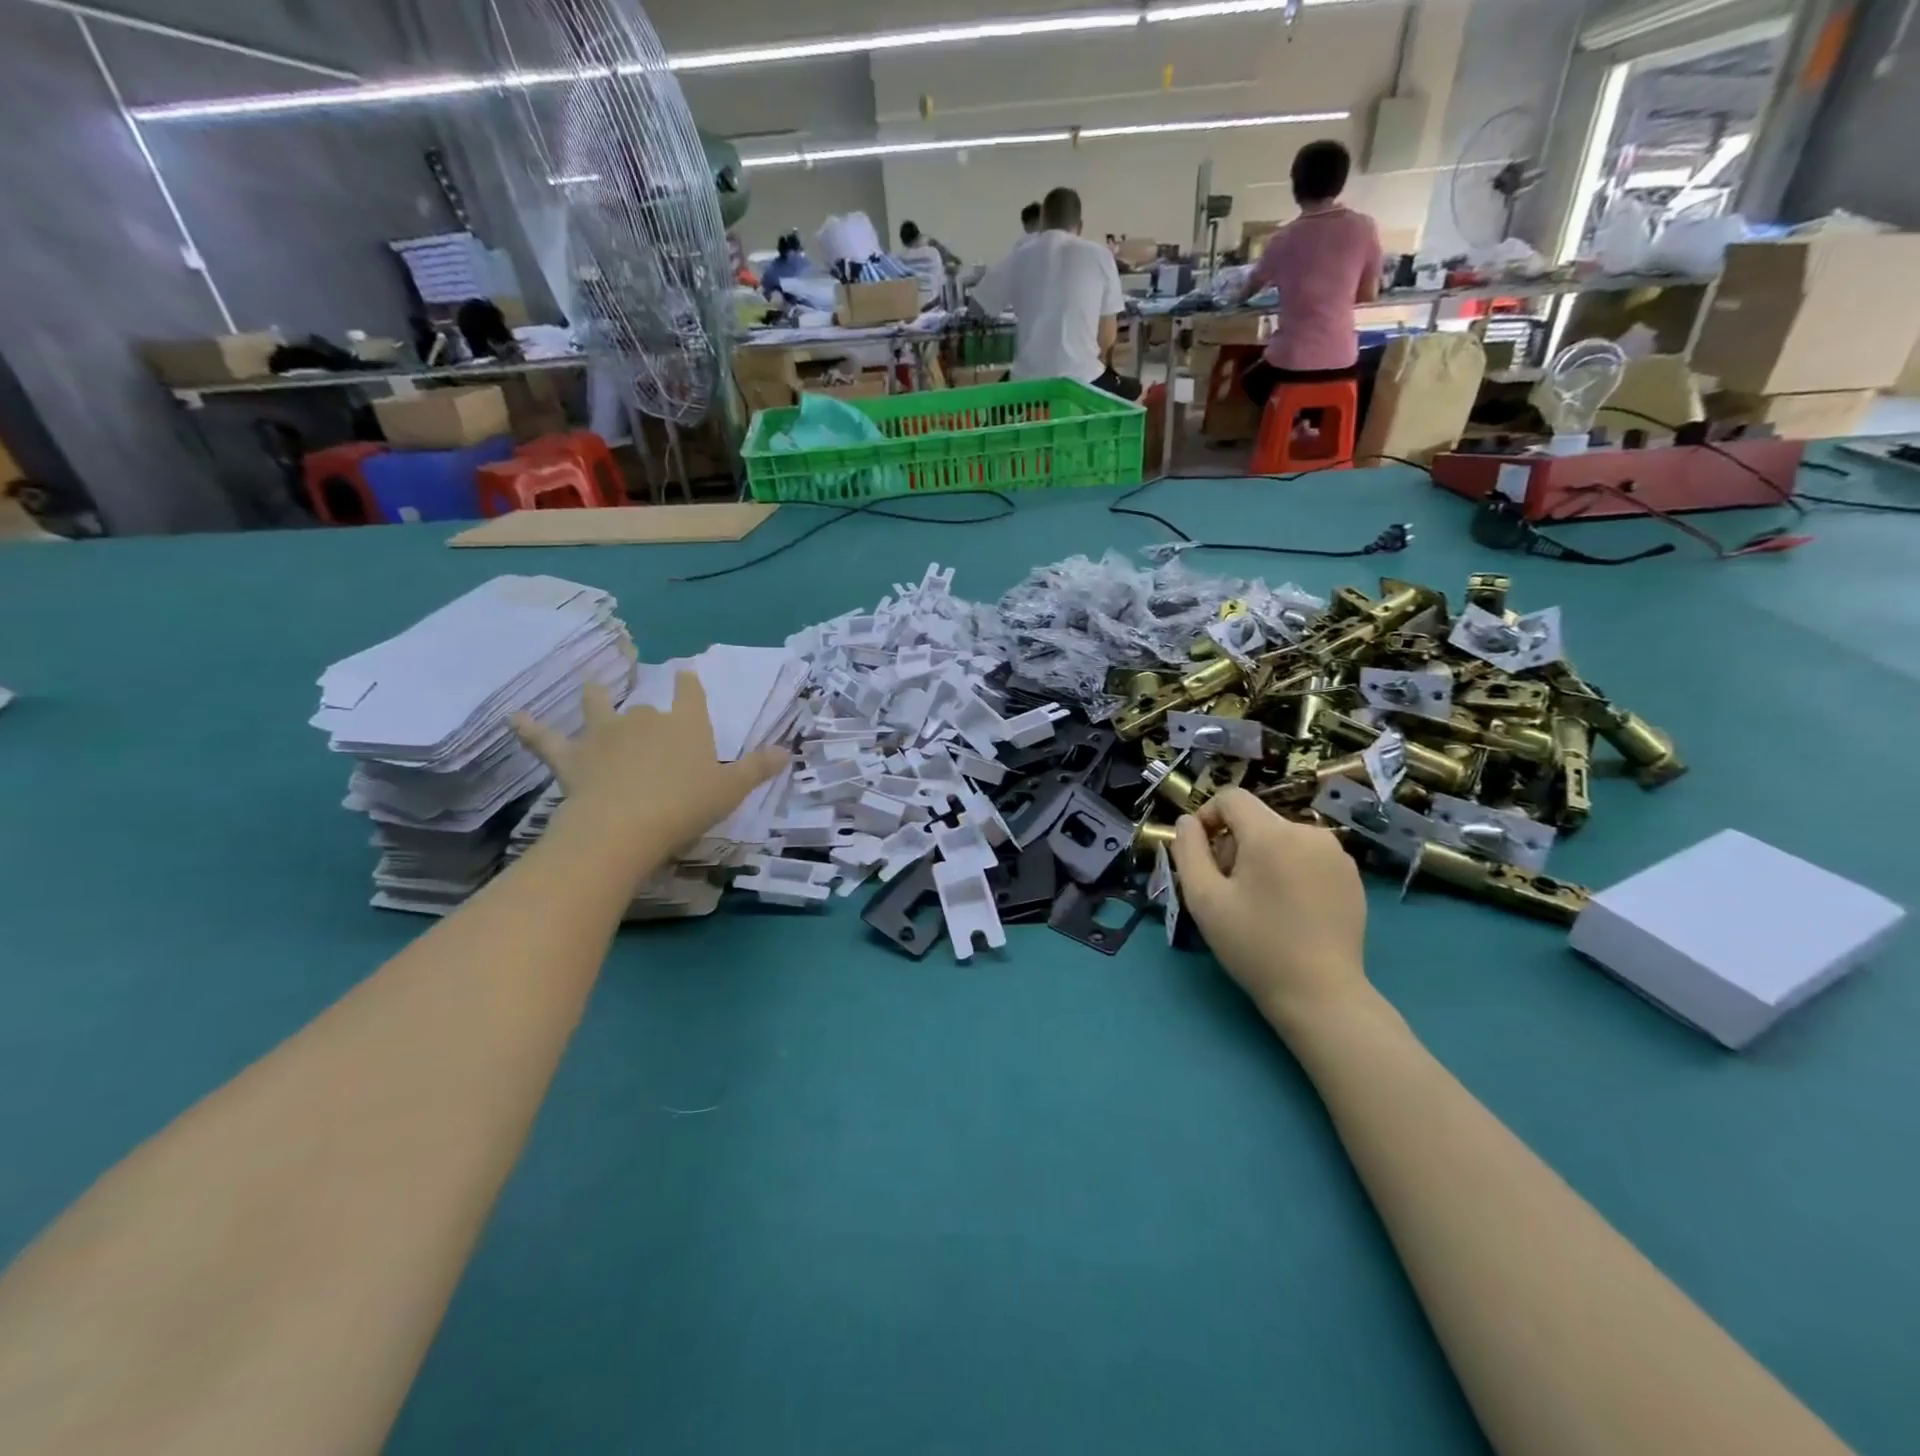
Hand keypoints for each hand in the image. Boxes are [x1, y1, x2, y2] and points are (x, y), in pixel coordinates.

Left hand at [513, 674, 786, 861]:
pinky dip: (529, 728)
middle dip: (650, 710)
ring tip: (592, 683)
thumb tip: (787, 750)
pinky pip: (546, 739)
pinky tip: (513, 717)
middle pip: (648, 707)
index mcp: (685, 725)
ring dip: (595, 696)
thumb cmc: (685, 806)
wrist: (624, 826)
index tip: (686, 673)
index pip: (690, 695)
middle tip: (651, 718)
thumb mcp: (731, 790)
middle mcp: (645, 721)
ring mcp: (604, 736)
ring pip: (597, 708)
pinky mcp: (571, 758)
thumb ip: (758, 768)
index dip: (689, 684)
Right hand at [1171, 788, 1369, 1031]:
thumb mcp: (1204, 899)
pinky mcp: (1351, 875)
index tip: (1201, 854)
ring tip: (1259, 901)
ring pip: (1281, 837)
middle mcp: (1309, 832)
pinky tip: (1288, 908)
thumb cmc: (1254, 945)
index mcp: (1271, 834)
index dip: (1207, 817)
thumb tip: (1188, 822)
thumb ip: (1188, 850)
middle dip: (1234, 844)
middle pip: (1256, 820)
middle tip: (1227, 889)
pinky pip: (1307, 855)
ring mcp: (1336, 853)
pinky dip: (1289, 869)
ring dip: (1261, 857)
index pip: (1231, 798)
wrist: (1320, 993)